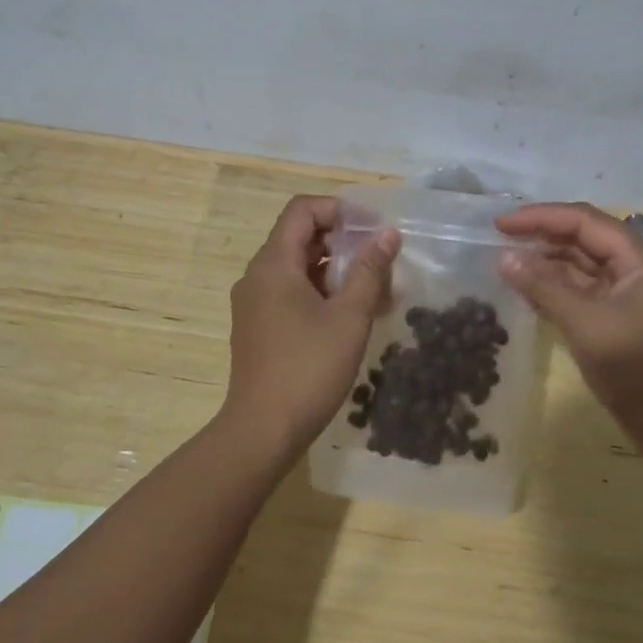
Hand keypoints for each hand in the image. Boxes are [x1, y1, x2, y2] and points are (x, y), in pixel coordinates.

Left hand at [223, 196, 400, 460]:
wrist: (262, 431)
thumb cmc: (308, 368)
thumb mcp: (349, 317)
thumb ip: (370, 270)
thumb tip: (388, 234)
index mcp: (274, 264)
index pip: (303, 210)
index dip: (339, 210)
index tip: (373, 229)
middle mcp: (258, 276)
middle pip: (300, 236)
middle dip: (343, 242)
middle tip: (380, 261)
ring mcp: (254, 303)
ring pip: (298, 267)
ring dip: (336, 270)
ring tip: (374, 291)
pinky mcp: (258, 326)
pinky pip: (291, 292)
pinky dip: (321, 292)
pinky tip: (351, 316)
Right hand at [497, 202, 642, 463]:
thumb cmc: (640, 370)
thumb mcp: (587, 324)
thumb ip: (545, 287)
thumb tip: (504, 258)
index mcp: (640, 259)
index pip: (584, 220)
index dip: (540, 217)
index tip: (500, 224)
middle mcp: (635, 267)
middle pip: (582, 237)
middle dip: (541, 236)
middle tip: (497, 240)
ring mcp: (627, 293)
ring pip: (579, 263)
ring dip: (544, 262)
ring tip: (505, 264)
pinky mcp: (617, 316)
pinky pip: (580, 289)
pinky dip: (553, 287)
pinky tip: (525, 291)